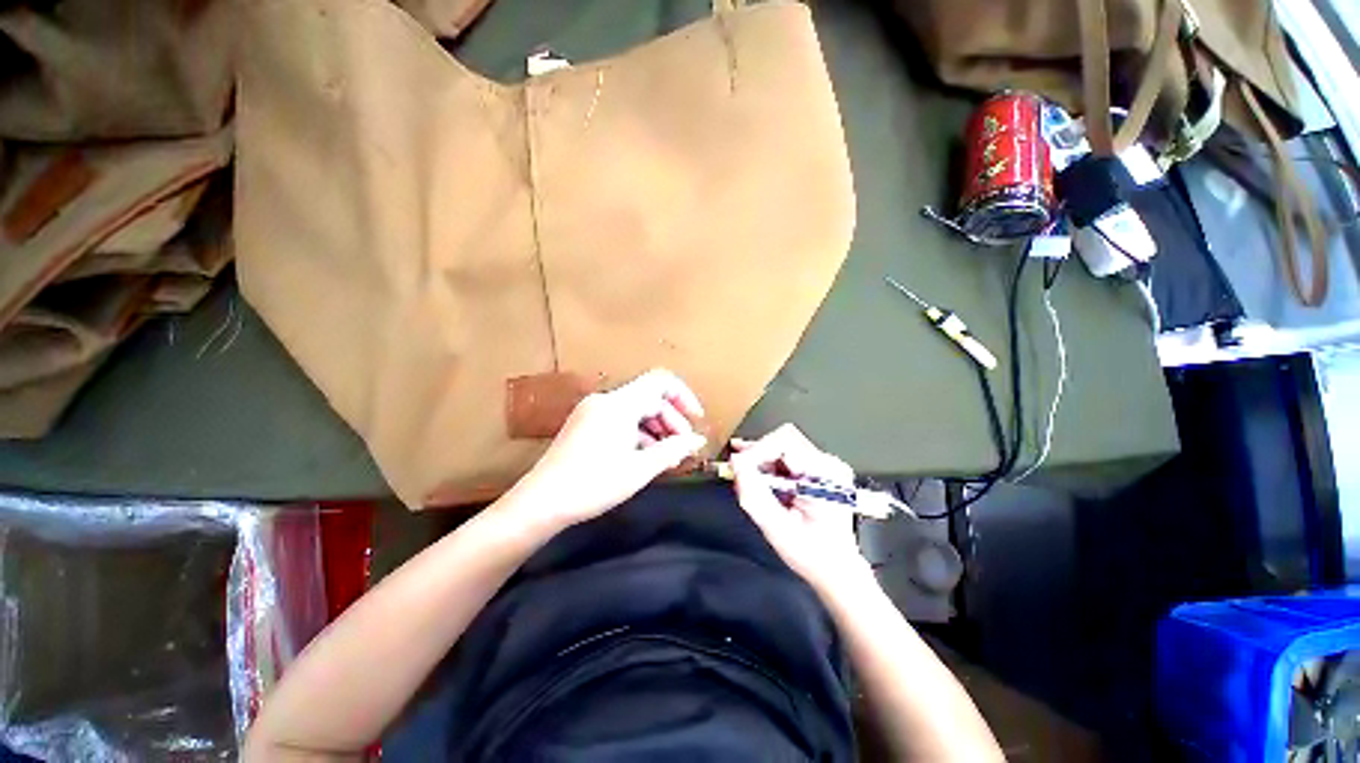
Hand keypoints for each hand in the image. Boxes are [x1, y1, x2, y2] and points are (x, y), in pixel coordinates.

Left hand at [511, 368, 707, 527]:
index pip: (661, 382)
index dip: (683, 396)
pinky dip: (638, 433)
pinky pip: (620, 420)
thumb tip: (698, 440)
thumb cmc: (594, 485)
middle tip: (682, 448)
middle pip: (649, 397)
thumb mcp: (640, 469)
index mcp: (619, 404)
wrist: (541, 502)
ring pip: (635, 410)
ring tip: (666, 457)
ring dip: (655, 428)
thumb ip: (673, 450)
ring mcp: (592, 411)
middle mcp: (605, 400)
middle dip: (671, 419)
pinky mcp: (585, 424)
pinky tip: (644, 456)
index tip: (696, 420)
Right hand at [729, 424, 870, 591]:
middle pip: (784, 439)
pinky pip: (787, 456)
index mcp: (826, 476)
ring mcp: (824, 466)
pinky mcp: (817, 470)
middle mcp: (829, 464)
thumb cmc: (813, 555)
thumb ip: (754, 495)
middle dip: (756, 452)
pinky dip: (768, 463)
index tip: (736, 466)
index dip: (756, 451)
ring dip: (760, 457)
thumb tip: (736, 464)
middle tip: (736, 467)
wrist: (837, 570)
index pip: (785, 444)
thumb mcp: (777, 529)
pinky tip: (754, 472)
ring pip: (783, 445)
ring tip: (741, 470)